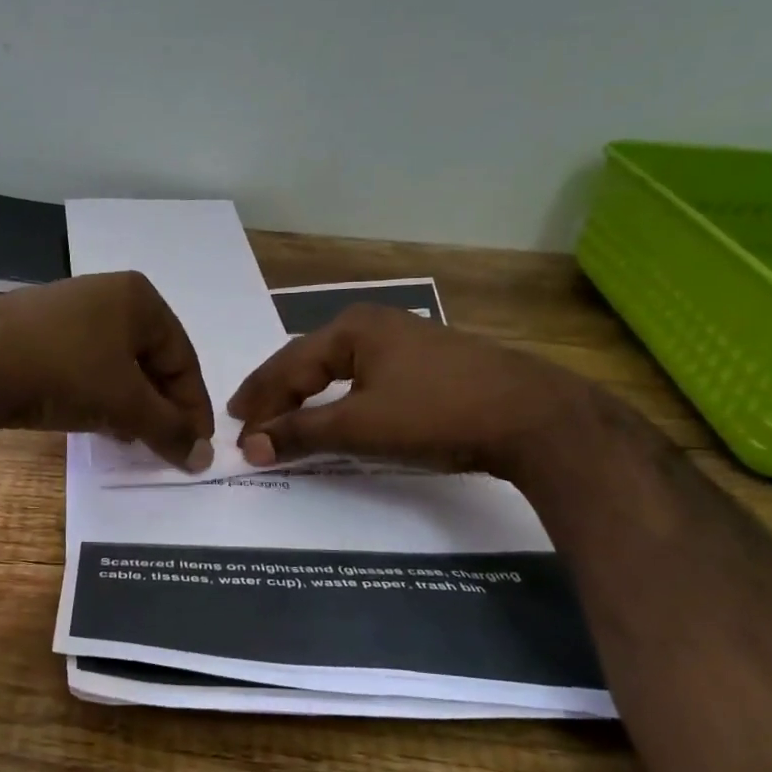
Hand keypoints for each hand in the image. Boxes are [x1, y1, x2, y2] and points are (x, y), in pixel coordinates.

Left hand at [0, 272, 214, 469]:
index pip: (183, 359)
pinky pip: (82, 365)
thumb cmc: (65, 371)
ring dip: (129, 405)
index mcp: (139, 298)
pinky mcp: (34, 331)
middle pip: (150, 360)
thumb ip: (169, 430)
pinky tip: (92, 421)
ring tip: (130, 439)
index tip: (196, 447)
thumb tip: (204, 458)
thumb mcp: (126, 404)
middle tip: (164, 445)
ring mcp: (67, 310)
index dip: (193, 407)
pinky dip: (96, 394)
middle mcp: (106, 294)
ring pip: (115, 365)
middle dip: (160, 407)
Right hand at [227, 304, 598, 481]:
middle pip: (309, 361)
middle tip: (249, 420)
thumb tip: (251, 447)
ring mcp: (405, 341)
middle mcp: (374, 324)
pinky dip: (339, 398)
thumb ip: (301, 434)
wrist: (532, 417)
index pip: (287, 366)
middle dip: (277, 394)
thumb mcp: (360, 426)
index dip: (260, 402)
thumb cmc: (436, 414)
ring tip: (283, 417)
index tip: (238, 434)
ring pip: (337, 369)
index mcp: (351, 328)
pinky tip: (336, 410)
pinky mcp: (428, 363)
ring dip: (307, 396)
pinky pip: (364, 377)